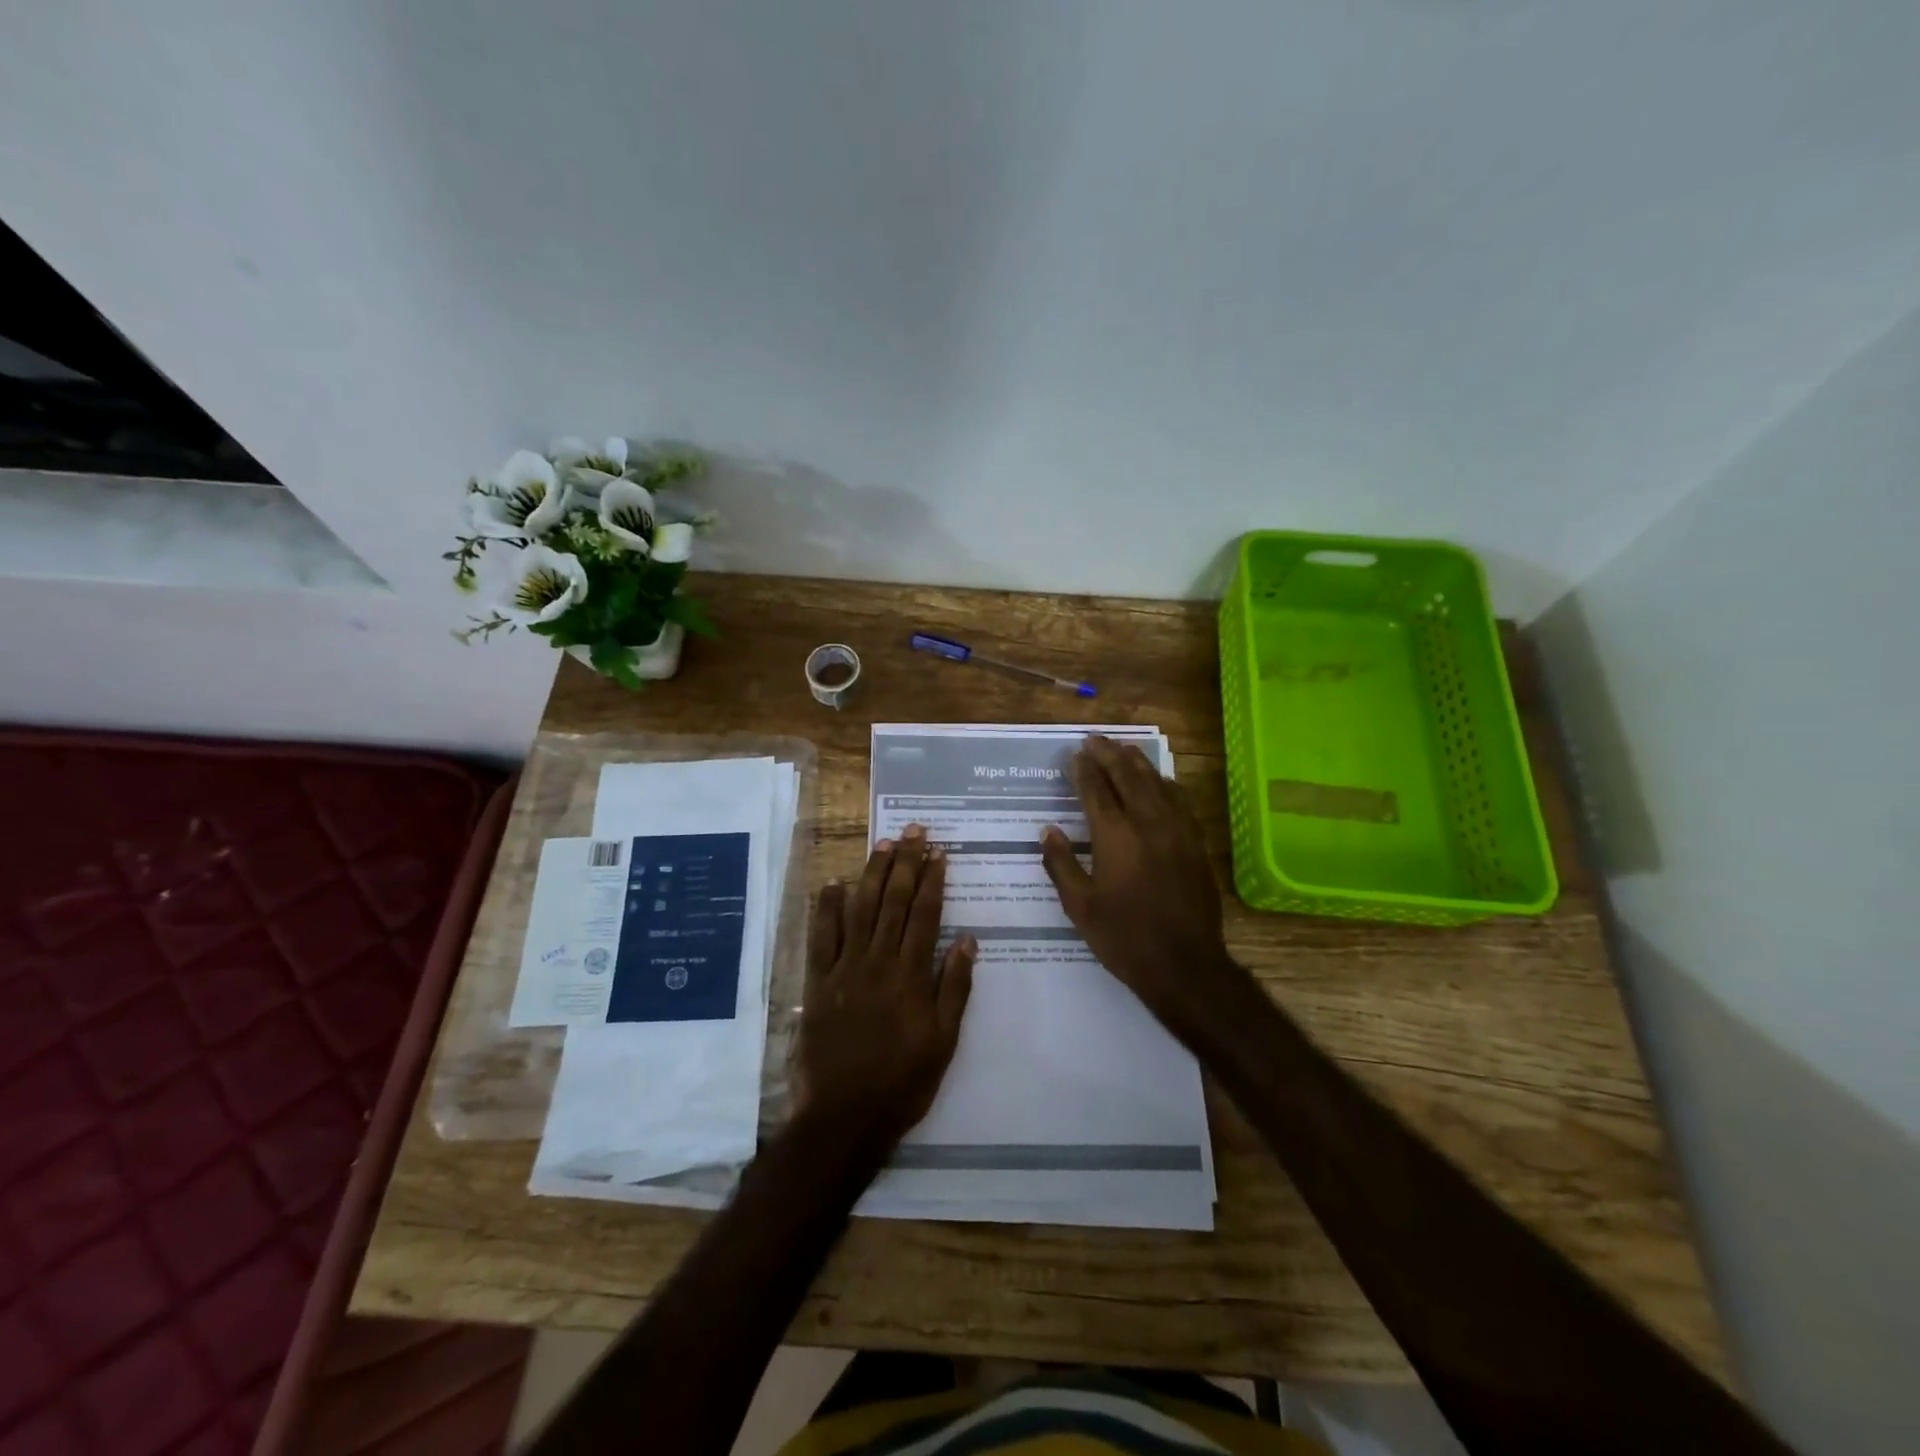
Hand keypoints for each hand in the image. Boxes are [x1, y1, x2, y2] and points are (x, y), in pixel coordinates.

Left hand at [795, 826, 975, 1149]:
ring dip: (873, 874)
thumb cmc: (902, 1082)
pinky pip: (822, 937)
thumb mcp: (943, 1041)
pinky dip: (828, 907)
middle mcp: (878, 962)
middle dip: (906, 864)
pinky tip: (834, 882)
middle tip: (914, 832)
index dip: (933, 880)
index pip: (925, 915)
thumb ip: (955, 987)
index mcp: (911, 975)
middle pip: (894, 902)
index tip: (939, 851)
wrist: (844, 1116)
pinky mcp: (818, 982)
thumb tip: (967, 939)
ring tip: (884, 844)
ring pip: (861, 910)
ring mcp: (844, 969)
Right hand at [1039, 735, 1244, 1040]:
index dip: (1084, 769)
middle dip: (1109, 754)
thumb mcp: (1080, 907)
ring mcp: (1177, 830)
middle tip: (1095, 739)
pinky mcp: (1196, 843)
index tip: (1075, 754)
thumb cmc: (1124, 938)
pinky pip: (1180, 800)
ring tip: (1123, 749)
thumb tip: (1048, 831)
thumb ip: (1061, 864)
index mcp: (1115, 836)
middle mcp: (1147, 823)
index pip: (1096, 790)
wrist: (1185, 964)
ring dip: (1137, 763)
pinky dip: (1164, 784)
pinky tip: (1159, 782)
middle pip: (1128, 776)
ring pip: (1156, 783)